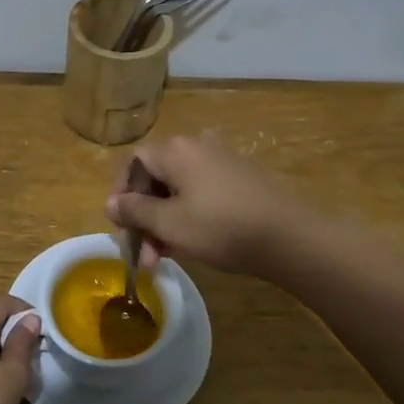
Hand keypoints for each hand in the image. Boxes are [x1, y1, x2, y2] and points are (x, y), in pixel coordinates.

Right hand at [105, 133, 310, 278]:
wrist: (291, 236)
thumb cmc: (221, 227)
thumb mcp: (170, 224)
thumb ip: (135, 211)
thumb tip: (112, 203)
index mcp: (175, 150)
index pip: (133, 162)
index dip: (120, 192)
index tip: (121, 226)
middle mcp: (197, 146)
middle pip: (155, 177)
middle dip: (144, 216)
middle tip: (145, 254)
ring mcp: (222, 160)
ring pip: (179, 189)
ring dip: (165, 221)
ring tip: (166, 257)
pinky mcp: (241, 178)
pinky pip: (202, 192)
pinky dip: (189, 215)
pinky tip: (193, 244)